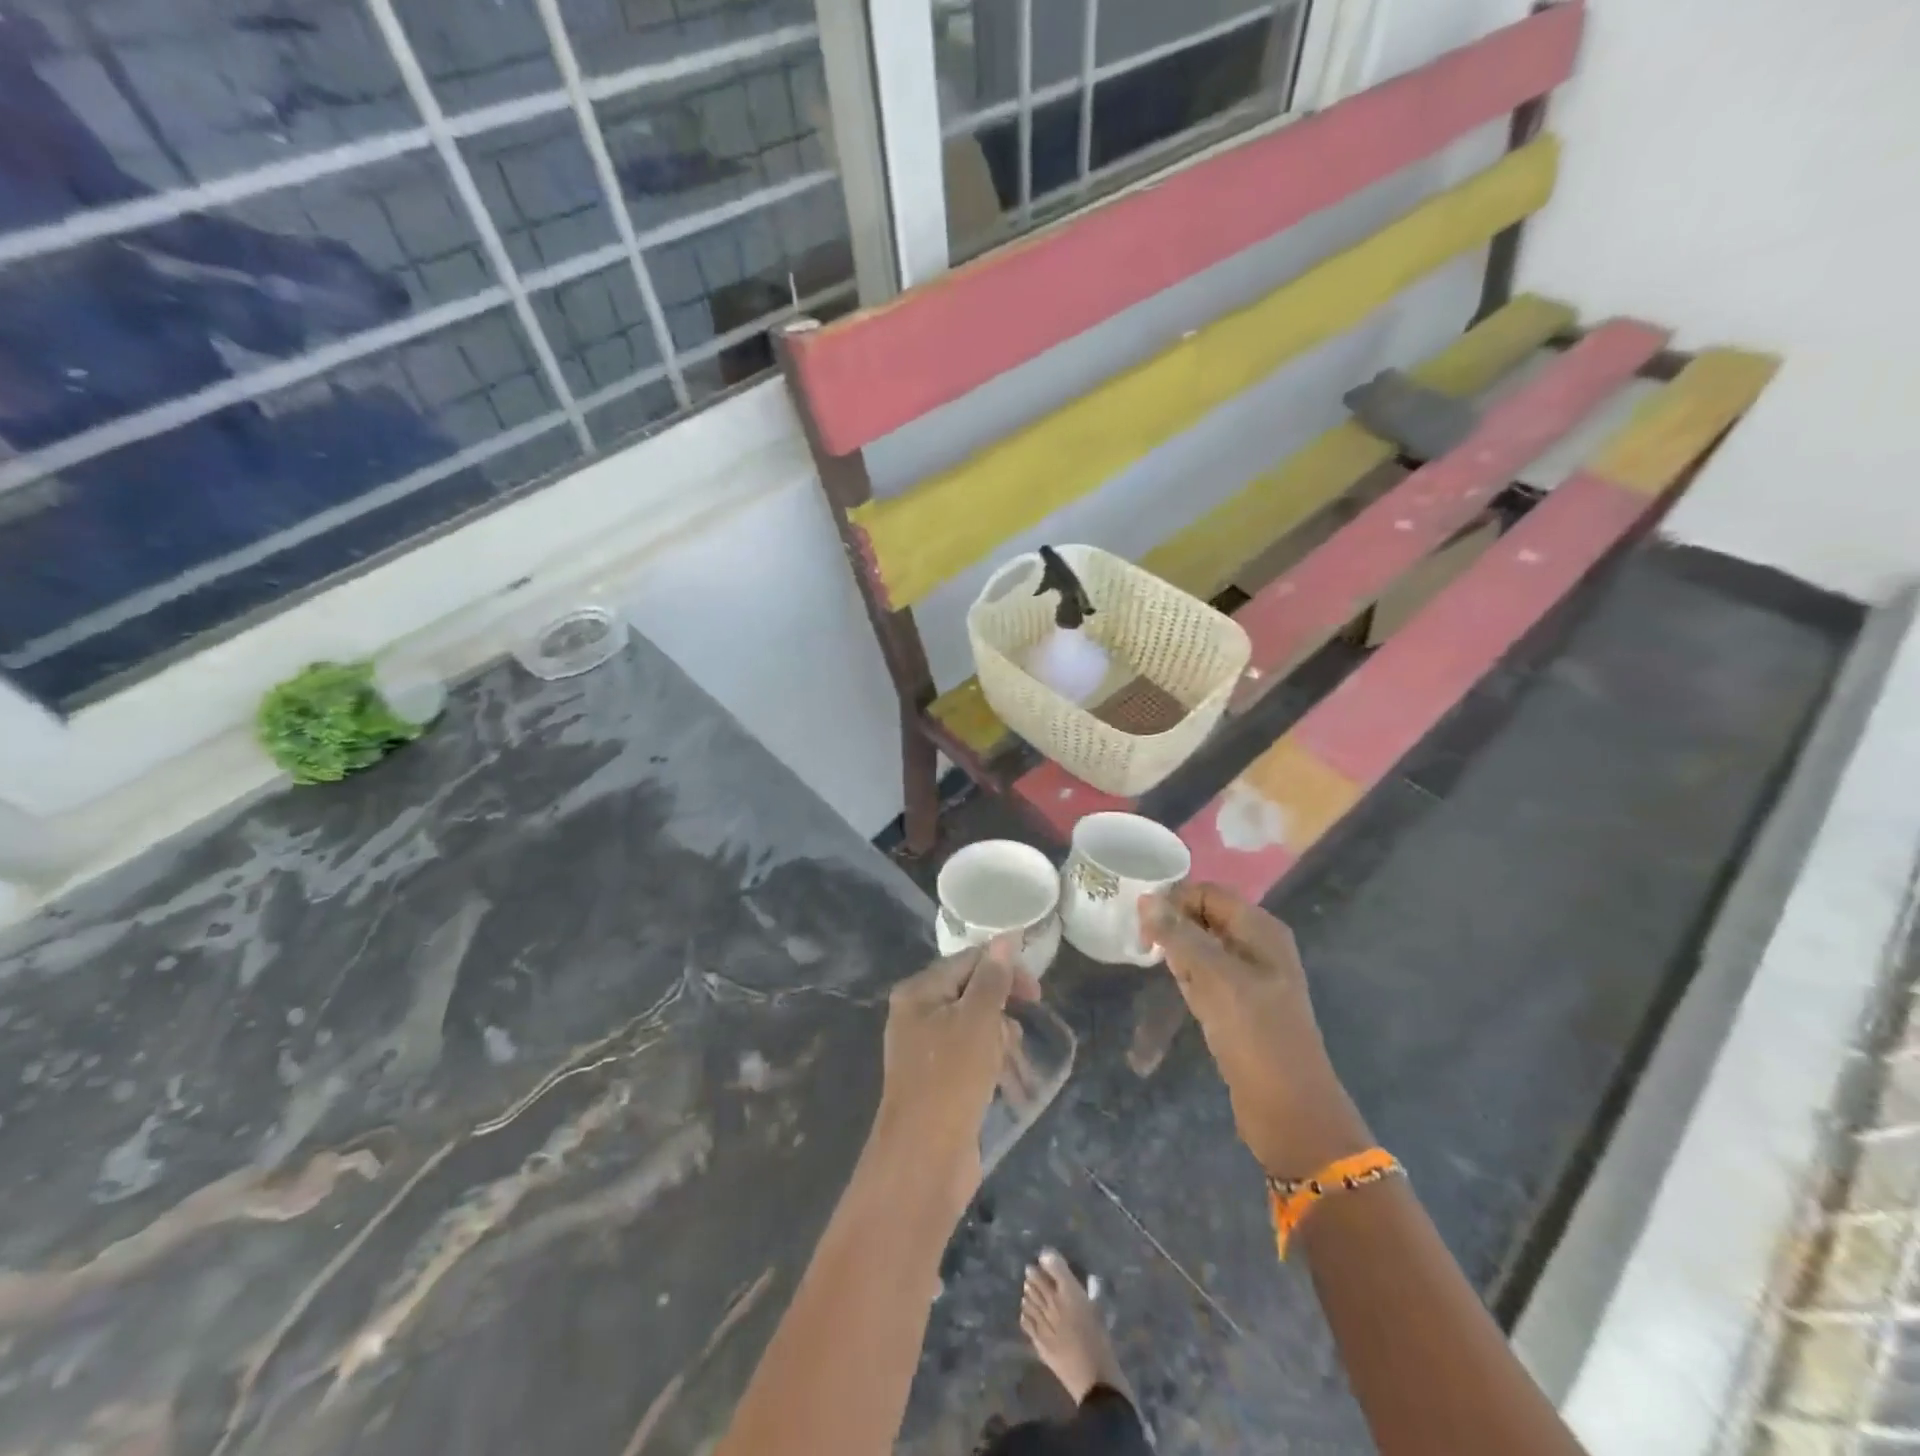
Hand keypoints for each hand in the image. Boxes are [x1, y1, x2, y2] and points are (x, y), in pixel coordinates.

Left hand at [873, 940, 1038, 1210]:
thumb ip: (993, 978)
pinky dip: (992, 1063)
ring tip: (1012, 1065)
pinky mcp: (938, 1080)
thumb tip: (1006, 937)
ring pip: (976, 1026)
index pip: (968, 961)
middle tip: (1022, 1032)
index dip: (1005, 970)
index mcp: (919, 992)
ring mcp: (925, 1049)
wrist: (924, 1161)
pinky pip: (971, 1055)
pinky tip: (1008, 1083)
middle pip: (972, 992)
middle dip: (1003, 1010)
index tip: (1037, 993)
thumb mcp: (978, 1021)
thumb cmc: (951, 1079)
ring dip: (1001, 1040)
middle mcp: (917, 1014)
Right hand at [1142, 884, 1367, 1176]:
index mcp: (1260, 929)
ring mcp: (1251, 976)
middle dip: (1174, 927)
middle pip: (1205, 916)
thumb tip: (1146, 898)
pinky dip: (1190, 978)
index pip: (1207, 893)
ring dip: (1180, 954)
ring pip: (1203, 947)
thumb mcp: (1213, 976)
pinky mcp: (1242, 1004)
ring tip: (1162, 971)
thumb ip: (1178, 934)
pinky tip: (1181, 993)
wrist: (1289, 1108)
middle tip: (1146, 947)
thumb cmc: (1254, 1032)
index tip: (1142, 923)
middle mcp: (1258, 945)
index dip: (1174, 900)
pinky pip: (1208, 976)